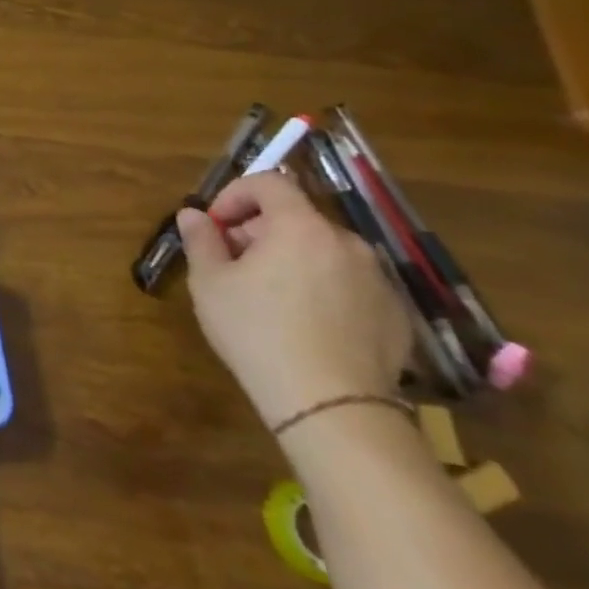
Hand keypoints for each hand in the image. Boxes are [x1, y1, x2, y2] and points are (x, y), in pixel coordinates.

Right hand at [176, 172, 412, 428]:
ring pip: (324, 251)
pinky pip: (349, 284)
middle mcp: (347, 243)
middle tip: (233, 263)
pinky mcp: (395, 314)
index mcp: (300, 227)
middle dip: (259, 231)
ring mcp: (378, 279)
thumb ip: (201, 240)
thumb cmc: (257, 332)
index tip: (215, 225)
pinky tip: (304, 324)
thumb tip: (193, 214)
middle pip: (297, 217)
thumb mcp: (211, 283)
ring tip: (267, 296)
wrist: (332, 405)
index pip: (270, 183)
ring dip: (291, 258)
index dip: (235, 195)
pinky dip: (322, 288)